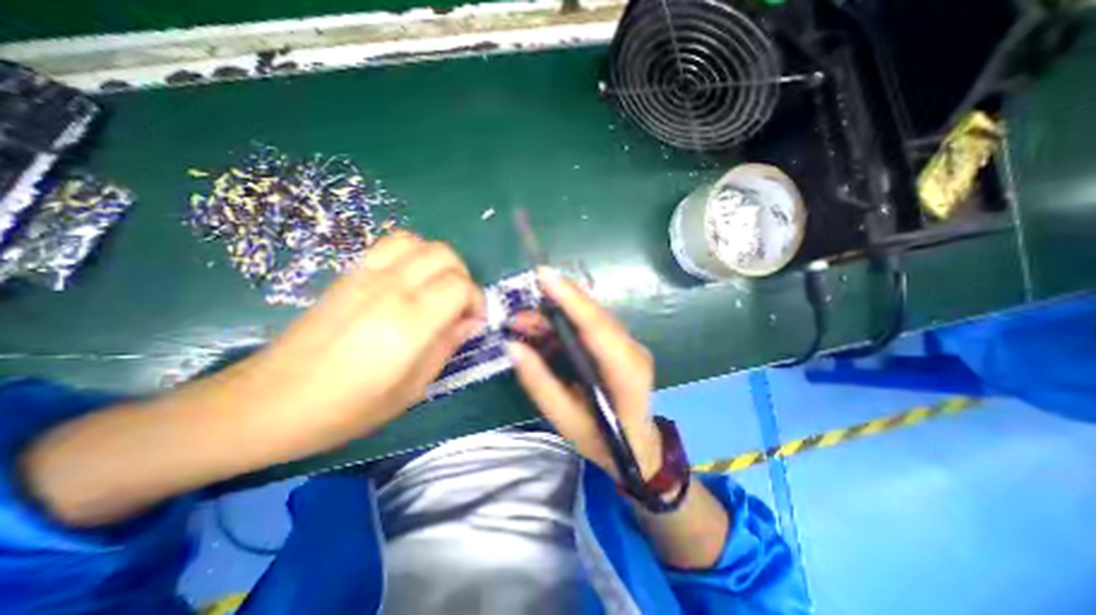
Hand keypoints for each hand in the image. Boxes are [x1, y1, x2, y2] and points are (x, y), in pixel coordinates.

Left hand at [242, 231, 481, 437]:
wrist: (269, 402)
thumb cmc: (348, 408)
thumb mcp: (412, 388)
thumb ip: (446, 347)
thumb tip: (471, 323)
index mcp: (409, 323)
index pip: (460, 286)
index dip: (477, 300)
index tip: (474, 321)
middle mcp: (390, 290)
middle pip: (443, 255)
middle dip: (462, 276)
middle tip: (460, 304)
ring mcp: (365, 277)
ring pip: (417, 242)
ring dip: (437, 260)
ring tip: (436, 287)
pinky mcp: (348, 276)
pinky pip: (389, 246)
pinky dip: (411, 255)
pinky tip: (409, 282)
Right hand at [504, 270, 658, 481]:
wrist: (639, 449)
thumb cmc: (604, 442)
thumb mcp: (566, 421)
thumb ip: (540, 383)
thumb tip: (513, 347)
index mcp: (626, 372)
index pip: (597, 327)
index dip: (571, 299)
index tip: (545, 275)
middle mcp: (633, 350)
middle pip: (594, 316)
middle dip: (556, 304)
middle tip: (519, 311)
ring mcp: (630, 345)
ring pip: (591, 317)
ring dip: (557, 314)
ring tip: (523, 322)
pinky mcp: (621, 345)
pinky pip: (591, 326)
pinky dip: (565, 323)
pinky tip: (542, 330)